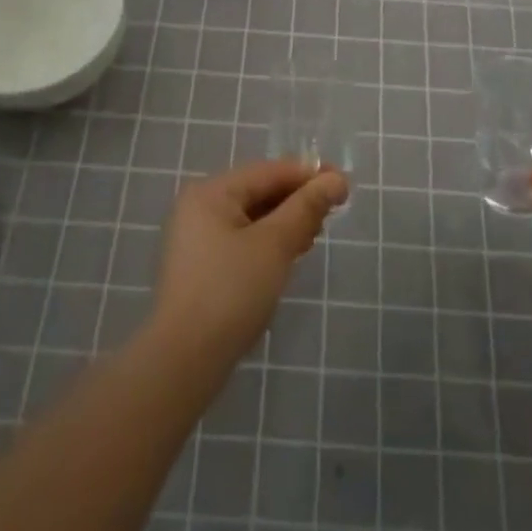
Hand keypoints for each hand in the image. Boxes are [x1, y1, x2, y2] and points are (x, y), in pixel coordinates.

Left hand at [150, 160, 347, 364]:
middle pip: (260, 191)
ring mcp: (197, 239)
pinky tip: (291, 255)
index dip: (309, 176)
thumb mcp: (275, 244)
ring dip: (287, 223)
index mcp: (211, 193)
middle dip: (298, 200)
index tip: (346, 185)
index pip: (269, 171)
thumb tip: (335, 179)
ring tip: (315, 237)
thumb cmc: (231, 291)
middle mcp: (200, 208)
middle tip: (333, 215)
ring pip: (253, 218)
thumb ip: (306, 207)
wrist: (185, 359)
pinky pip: (243, 240)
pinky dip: (270, 242)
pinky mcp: (203, 266)